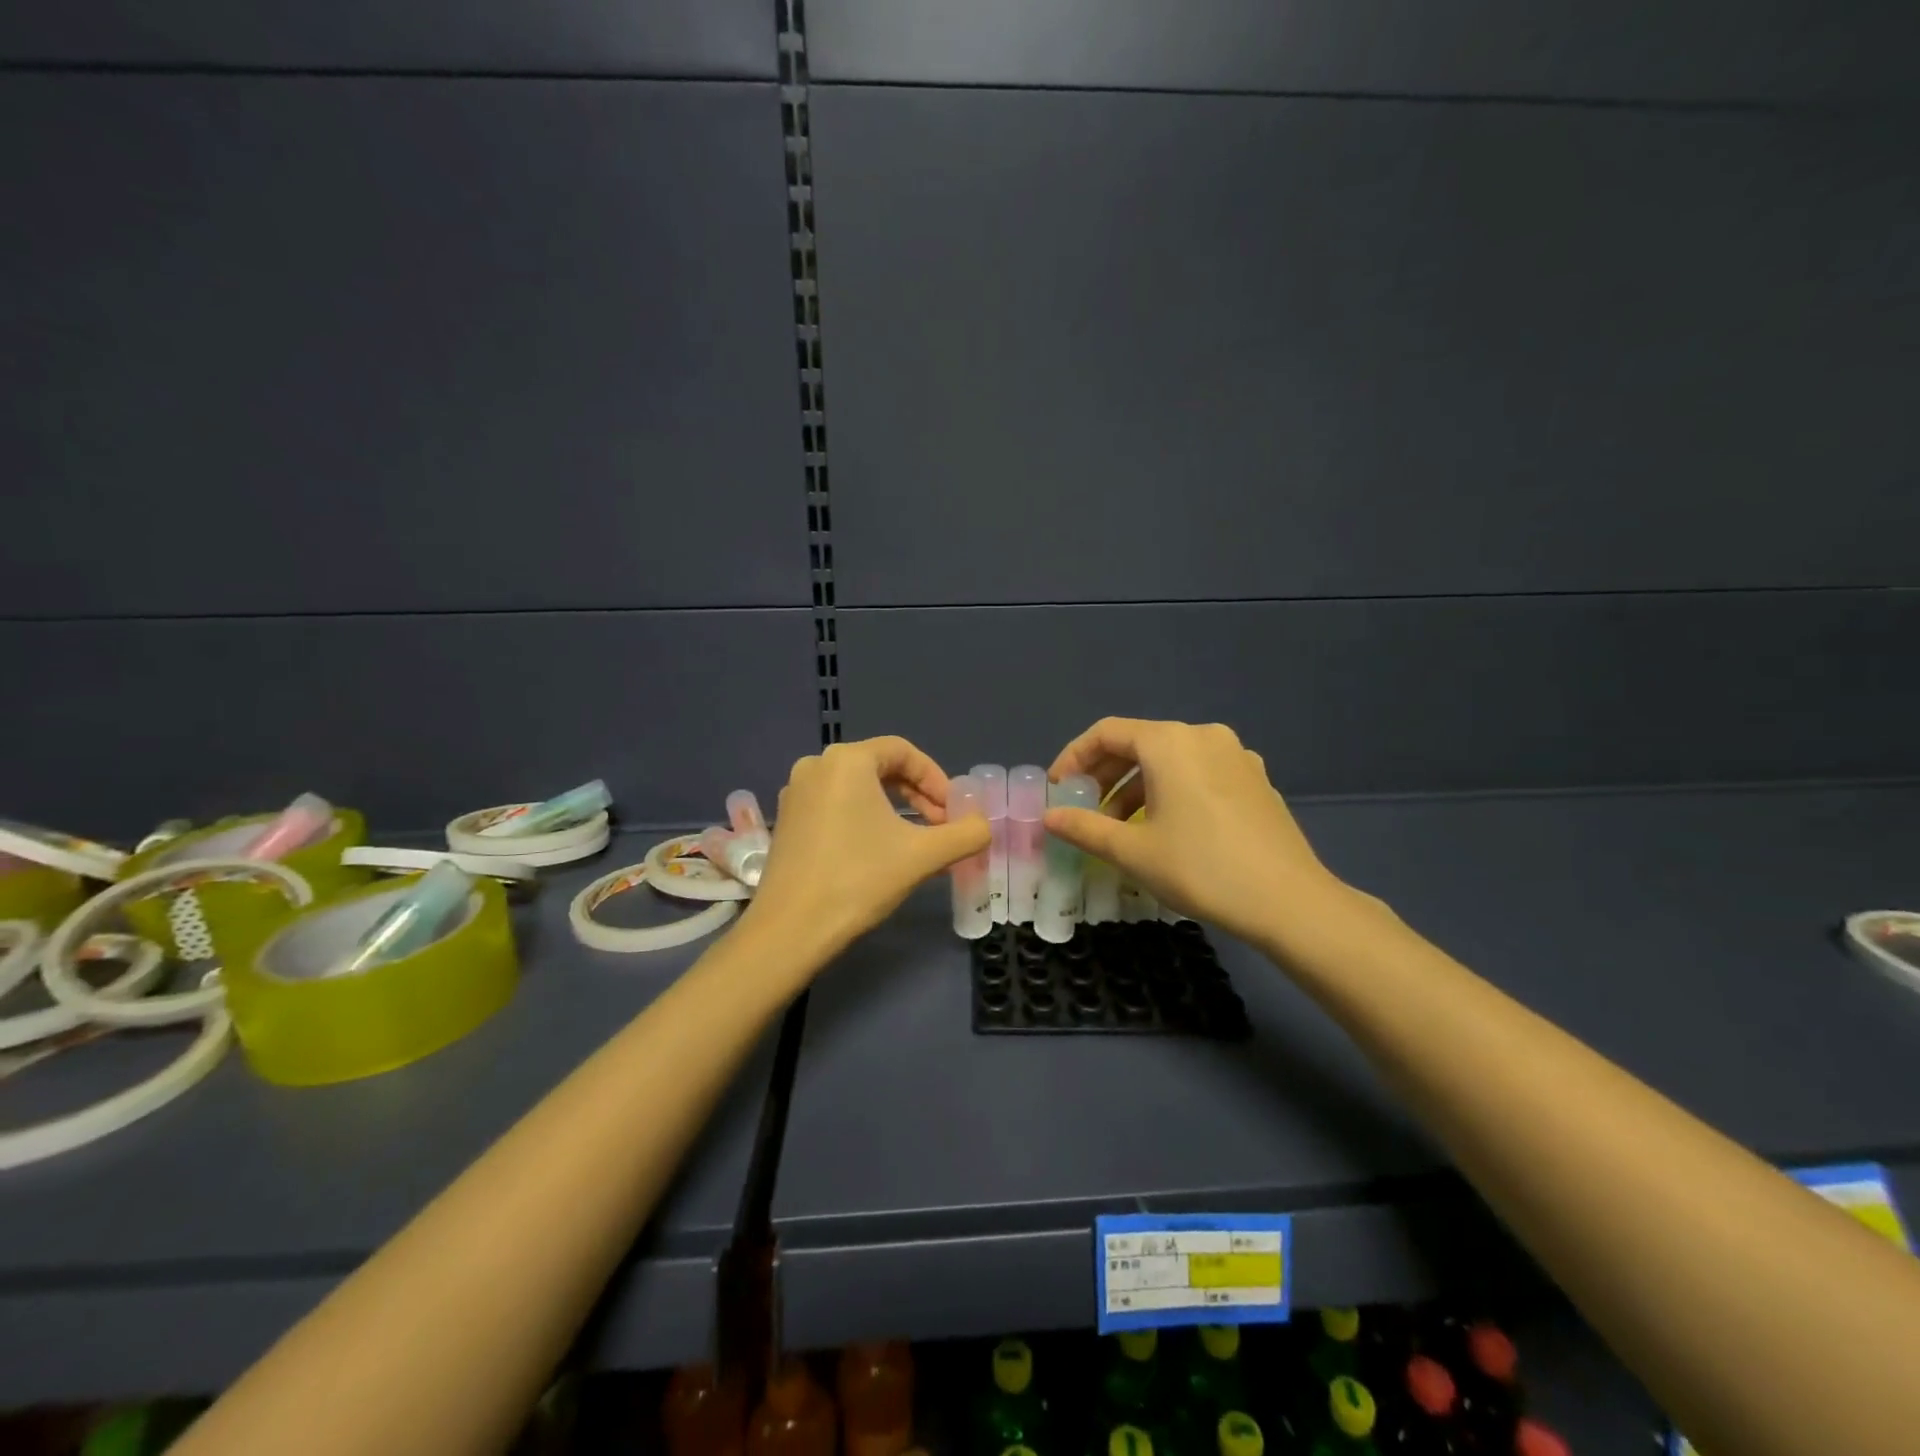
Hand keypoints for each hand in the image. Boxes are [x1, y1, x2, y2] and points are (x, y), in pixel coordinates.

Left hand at [746, 736, 991, 961]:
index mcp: (846, 760)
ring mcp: (796, 793)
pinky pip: (836, 806)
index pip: (904, 752)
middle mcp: (816, 766)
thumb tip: (984, 827)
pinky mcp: (788, 821)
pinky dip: (865, 819)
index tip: (954, 811)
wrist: (790, 929)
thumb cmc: (858, 880)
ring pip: (858, 788)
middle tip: (940, 826)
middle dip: (917, 795)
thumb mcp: (922, 855)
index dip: (936, 778)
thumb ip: (964, 835)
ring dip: (893, 809)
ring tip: (916, 842)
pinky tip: (879, 852)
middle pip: (881, 767)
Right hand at [1046, 718, 1358, 949]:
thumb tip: (1049, 818)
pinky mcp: (1255, 780)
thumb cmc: (1201, 869)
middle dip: (1104, 775)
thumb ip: (1085, 827)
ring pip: (1170, 760)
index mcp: (1170, 743)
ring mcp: (1236, 756)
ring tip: (1120, 827)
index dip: (1074, 758)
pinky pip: (1198, 773)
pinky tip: (1166, 828)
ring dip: (1136, 787)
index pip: (1107, 733)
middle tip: (1084, 809)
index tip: (1058, 790)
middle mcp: (1203, 736)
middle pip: (1139, 743)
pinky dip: (1170, 791)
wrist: (1290, 902)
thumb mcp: (1133, 851)